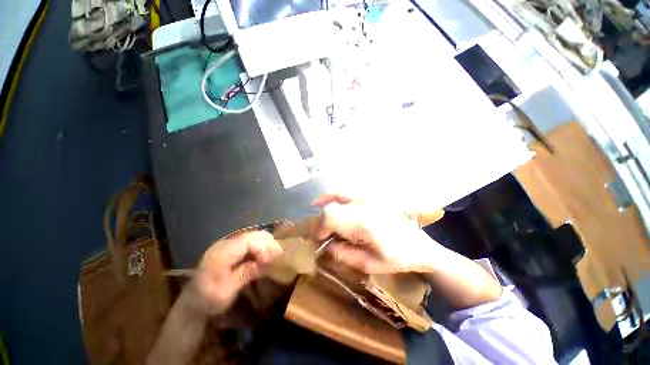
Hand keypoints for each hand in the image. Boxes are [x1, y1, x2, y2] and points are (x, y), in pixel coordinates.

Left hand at [194, 231, 282, 313]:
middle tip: (277, 257)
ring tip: (273, 258)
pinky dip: (260, 248)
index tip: (271, 261)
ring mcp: (228, 244)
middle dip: (269, 244)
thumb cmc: (209, 300)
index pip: (250, 240)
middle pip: (254, 234)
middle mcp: (226, 243)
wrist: (192, 305)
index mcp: (222, 253)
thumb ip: (247, 273)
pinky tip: (263, 258)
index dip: (264, 248)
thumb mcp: (228, 291)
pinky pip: (251, 242)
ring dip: (266, 245)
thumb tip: (266, 262)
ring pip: (254, 236)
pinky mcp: (231, 248)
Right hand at [314, 194, 439, 273]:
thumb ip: (342, 254)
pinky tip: (330, 200)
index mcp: (364, 221)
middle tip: (327, 234)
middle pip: (332, 206)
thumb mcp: (368, 264)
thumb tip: (325, 245)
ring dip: (326, 204)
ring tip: (318, 209)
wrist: (418, 245)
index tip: (322, 240)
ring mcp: (368, 196)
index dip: (321, 228)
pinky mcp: (371, 195)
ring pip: (337, 193)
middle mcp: (364, 203)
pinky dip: (335, 195)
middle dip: (324, 221)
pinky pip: (347, 191)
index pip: (331, 216)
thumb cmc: (396, 258)